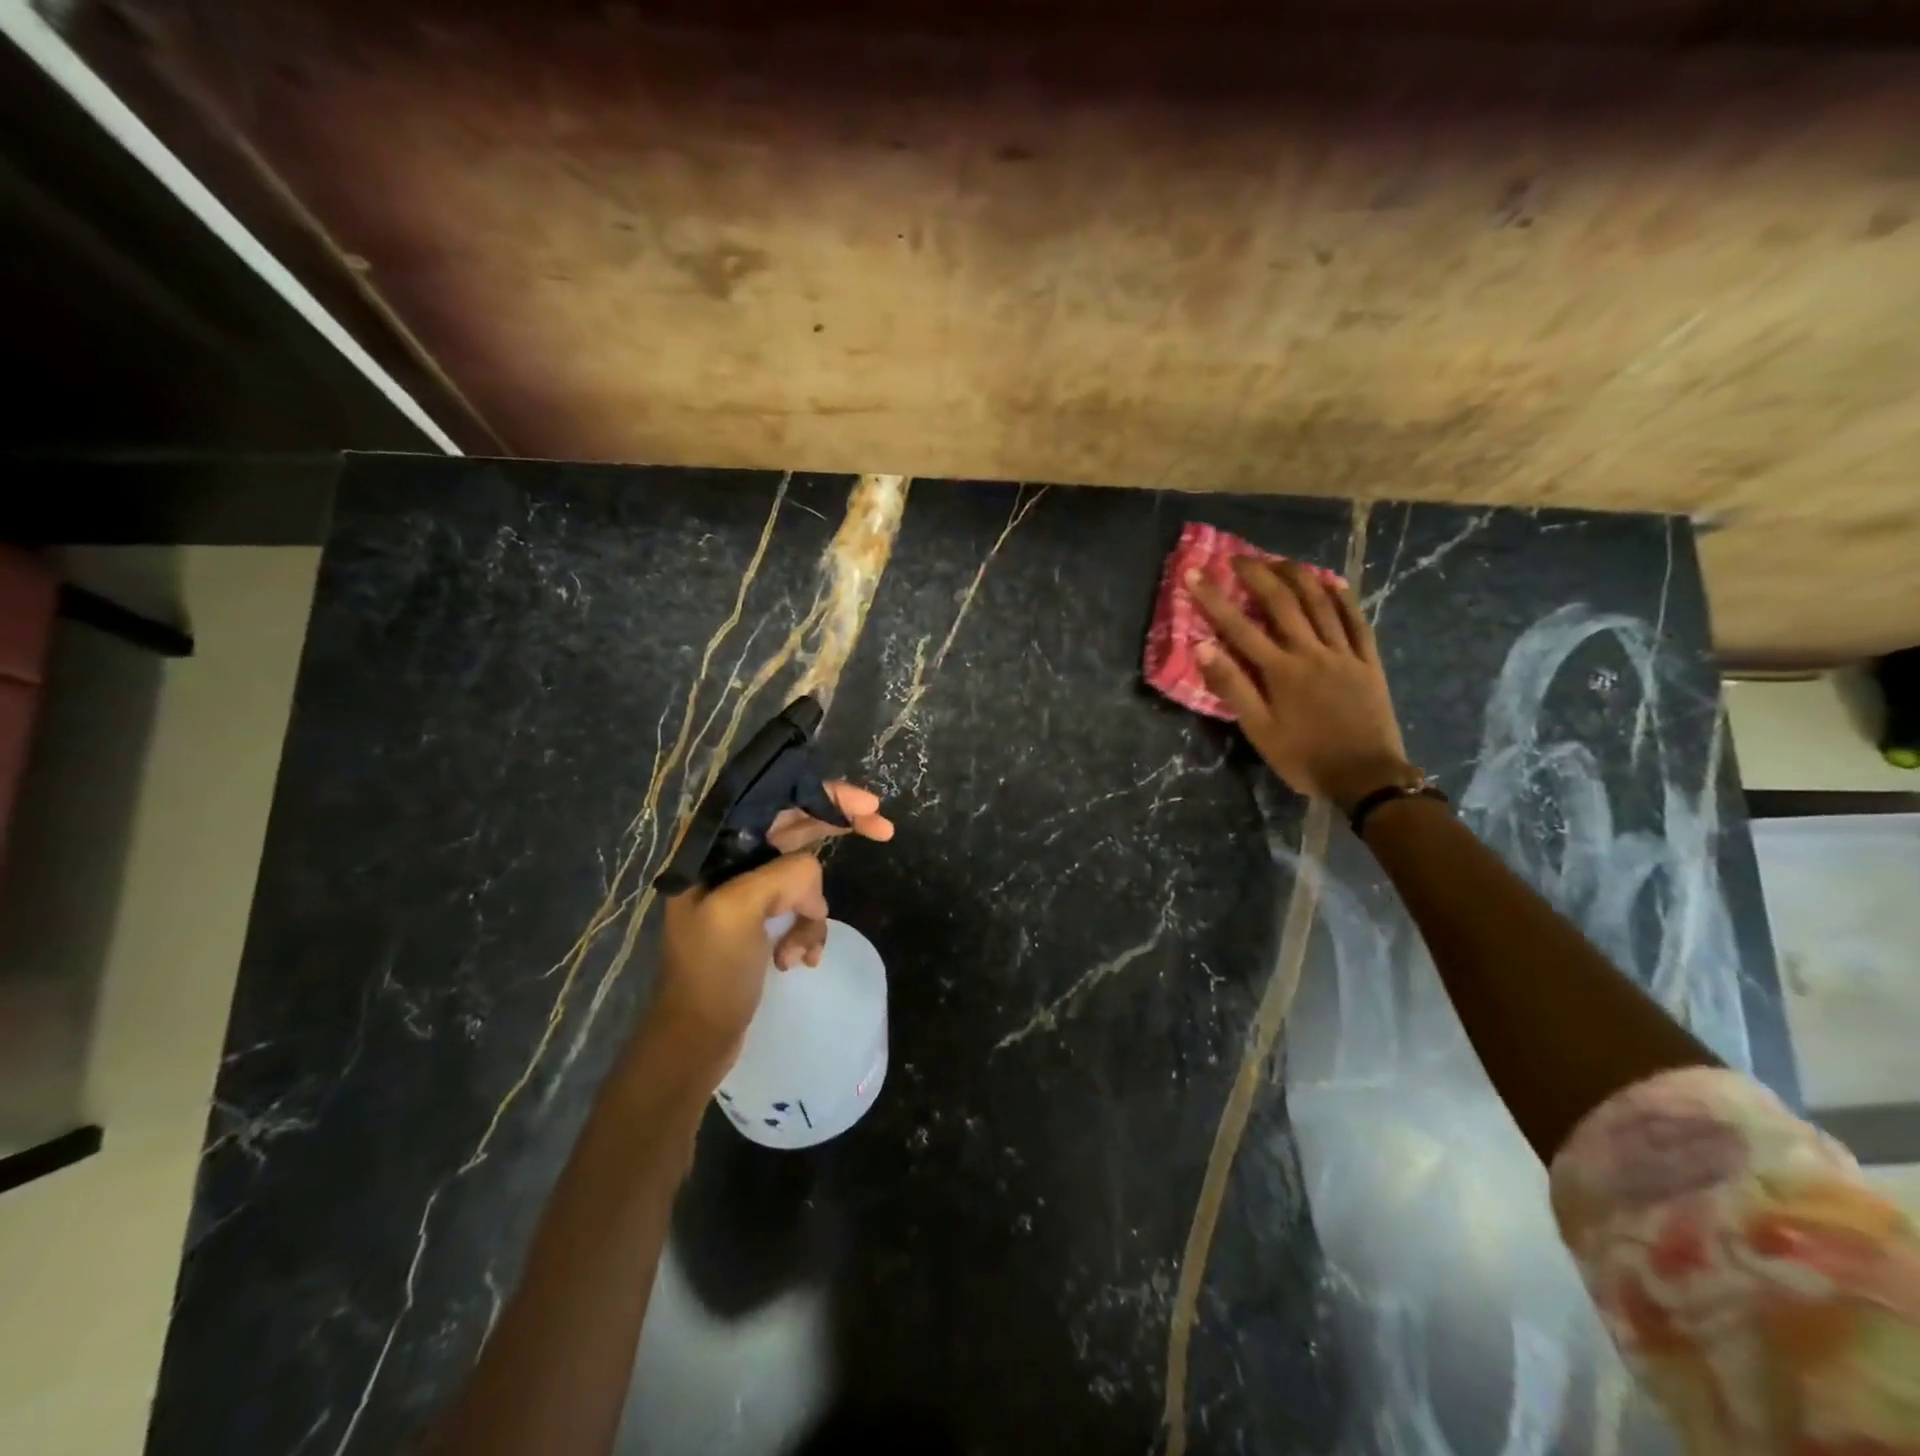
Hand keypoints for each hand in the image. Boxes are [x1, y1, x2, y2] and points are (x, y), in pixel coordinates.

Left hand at [648, 783, 892, 1070]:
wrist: (697, 1040)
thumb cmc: (710, 974)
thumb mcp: (738, 913)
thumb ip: (782, 875)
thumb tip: (813, 877)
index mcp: (714, 847)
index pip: (775, 799)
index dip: (824, 794)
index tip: (868, 804)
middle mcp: (730, 859)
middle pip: (796, 826)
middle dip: (837, 830)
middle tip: (884, 829)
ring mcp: (747, 889)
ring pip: (805, 874)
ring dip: (813, 909)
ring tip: (800, 948)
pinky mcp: (762, 917)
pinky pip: (803, 906)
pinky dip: (808, 931)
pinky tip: (798, 960)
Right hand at [1188, 558, 1412, 811]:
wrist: (1366, 777)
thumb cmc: (1304, 758)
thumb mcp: (1259, 730)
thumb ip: (1232, 687)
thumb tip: (1203, 648)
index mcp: (1280, 671)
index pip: (1238, 626)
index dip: (1213, 598)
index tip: (1194, 573)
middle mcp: (1311, 652)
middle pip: (1282, 603)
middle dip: (1257, 574)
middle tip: (1237, 557)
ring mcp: (1344, 653)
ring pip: (1320, 603)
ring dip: (1297, 576)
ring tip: (1278, 560)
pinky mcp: (1368, 661)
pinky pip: (1356, 621)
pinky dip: (1343, 598)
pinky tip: (1332, 582)